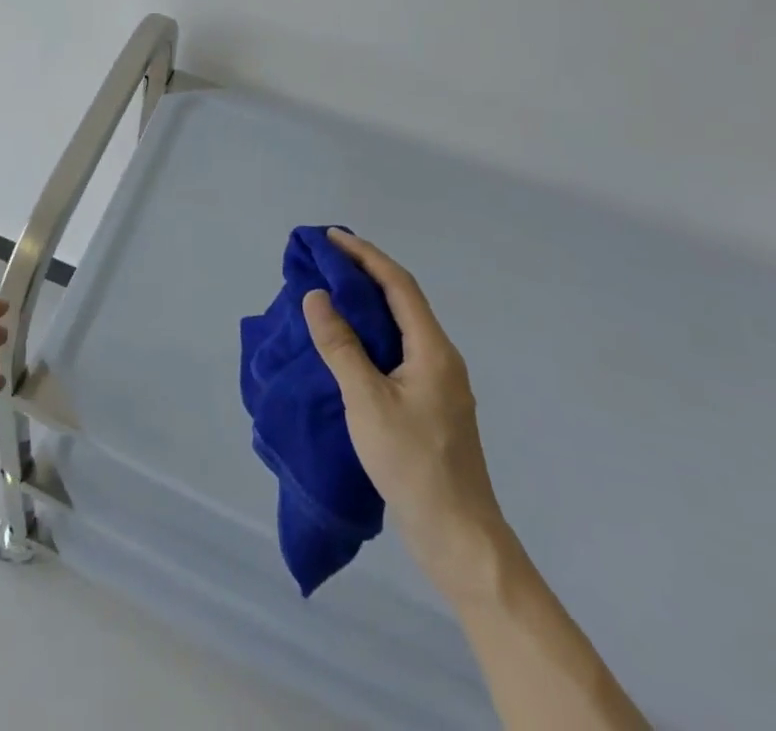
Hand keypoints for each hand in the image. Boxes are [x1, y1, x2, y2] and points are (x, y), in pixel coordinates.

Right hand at [302, 228, 507, 596]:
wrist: (459, 538)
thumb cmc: (413, 463)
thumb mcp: (367, 401)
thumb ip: (340, 346)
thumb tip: (317, 296)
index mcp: (433, 349)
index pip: (399, 284)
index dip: (365, 255)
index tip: (331, 237)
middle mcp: (441, 358)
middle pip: (402, 300)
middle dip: (365, 272)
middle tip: (326, 258)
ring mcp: (439, 384)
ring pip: (401, 326)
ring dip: (368, 302)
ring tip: (332, 291)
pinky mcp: (430, 406)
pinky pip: (398, 350)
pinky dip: (372, 332)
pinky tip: (350, 343)